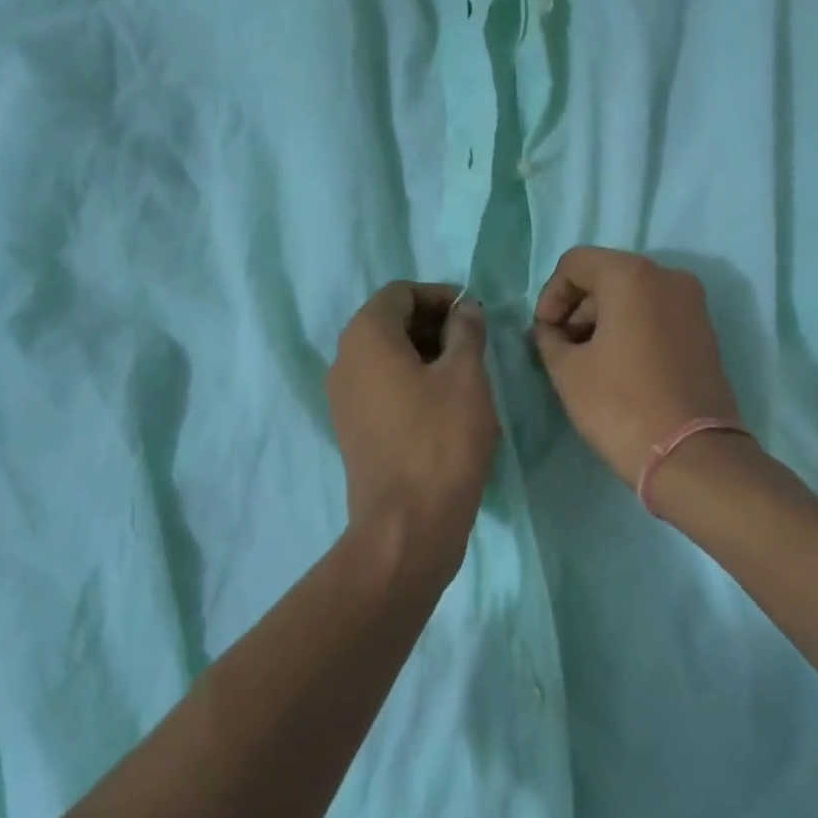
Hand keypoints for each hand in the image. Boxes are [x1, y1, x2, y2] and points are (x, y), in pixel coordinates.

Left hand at [328, 283, 499, 560]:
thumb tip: (466, 308)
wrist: (408, 524)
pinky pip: (381, 386)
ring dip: (425, 353)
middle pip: (389, 322)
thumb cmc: (442, 439)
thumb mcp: (467, 376)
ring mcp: (343, 398)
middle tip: (474, 343)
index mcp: (366, 337)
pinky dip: (411, 381)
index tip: (474, 314)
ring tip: (466, 373)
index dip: (439, 295)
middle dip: (433, 323)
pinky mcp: (352, 428)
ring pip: (385, 356)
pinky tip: (445, 404)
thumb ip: (466, 331)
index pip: (399, 293)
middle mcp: (345, 360)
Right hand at [531, 248, 745, 488]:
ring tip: (587, 364)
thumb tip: (551, 330)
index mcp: (633, 275)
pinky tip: (618, 369)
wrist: (692, 455)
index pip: (576, 263)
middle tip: (561, 350)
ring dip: (603, 321)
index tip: (544, 334)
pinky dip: (632, 331)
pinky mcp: (705, 333)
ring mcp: (693, 305)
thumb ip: (549, 338)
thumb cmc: (620, 405)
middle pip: (607, 277)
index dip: (550, 295)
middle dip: (578, 309)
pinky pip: (657, 317)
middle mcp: (669, 277)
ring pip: (634, 298)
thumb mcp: (568, 371)